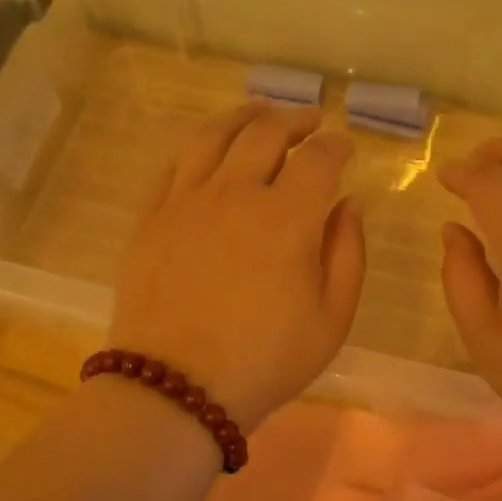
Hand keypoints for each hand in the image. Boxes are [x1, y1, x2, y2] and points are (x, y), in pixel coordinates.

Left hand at [110, 102, 364, 431]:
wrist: (176, 388)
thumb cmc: (265, 361)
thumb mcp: (332, 320)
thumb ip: (347, 254)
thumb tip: (349, 204)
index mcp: (287, 218)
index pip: (318, 158)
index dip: (336, 145)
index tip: (344, 147)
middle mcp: (236, 193)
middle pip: (266, 132)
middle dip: (295, 120)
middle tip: (309, 122)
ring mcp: (186, 201)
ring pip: (215, 135)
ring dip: (244, 116)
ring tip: (259, 112)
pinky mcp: (151, 216)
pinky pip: (175, 163)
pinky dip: (199, 145)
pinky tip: (209, 148)